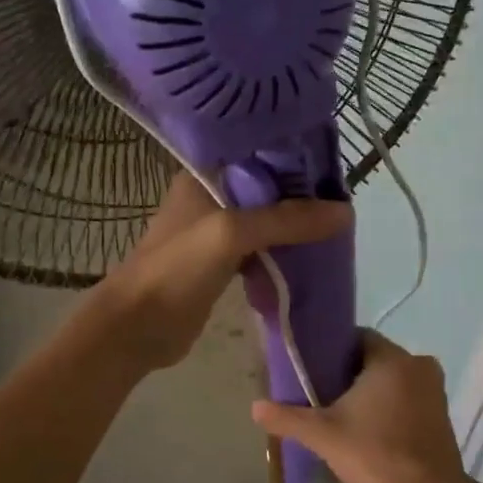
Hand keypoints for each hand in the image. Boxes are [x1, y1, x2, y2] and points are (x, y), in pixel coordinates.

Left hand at [96, 174, 350, 372]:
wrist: (137, 328)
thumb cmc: (177, 269)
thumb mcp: (232, 233)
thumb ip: (286, 220)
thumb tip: (345, 212)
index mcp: (204, 176)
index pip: (258, 155)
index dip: (295, 158)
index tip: (334, 166)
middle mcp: (210, 197)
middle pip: (266, 189)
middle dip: (302, 196)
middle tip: (344, 201)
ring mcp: (216, 233)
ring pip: (266, 221)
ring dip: (295, 226)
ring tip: (337, 226)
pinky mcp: (222, 265)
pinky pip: (262, 250)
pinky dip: (284, 253)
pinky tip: (313, 256)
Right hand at [250, 329, 476, 482]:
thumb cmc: (376, 455)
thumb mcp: (324, 435)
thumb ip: (288, 417)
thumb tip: (255, 407)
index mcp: (392, 359)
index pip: (358, 337)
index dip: (333, 351)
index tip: (314, 371)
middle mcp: (419, 365)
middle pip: (375, 359)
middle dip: (350, 374)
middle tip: (323, 397)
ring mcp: (435, 390)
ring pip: (393, 380)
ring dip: (372, 392)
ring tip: (345, 416)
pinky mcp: (442, 414)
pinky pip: (409, 398)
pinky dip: (391, 407)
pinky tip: (372, 430)